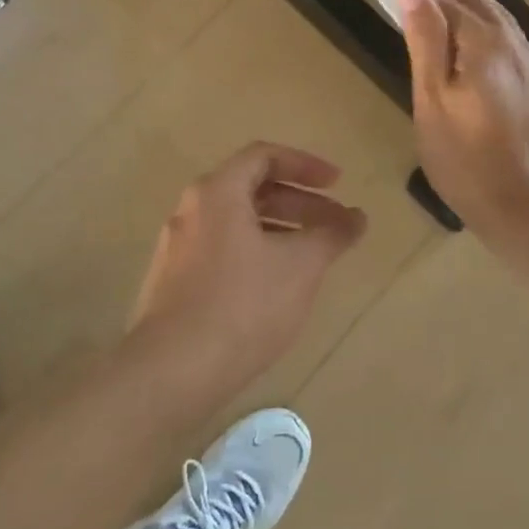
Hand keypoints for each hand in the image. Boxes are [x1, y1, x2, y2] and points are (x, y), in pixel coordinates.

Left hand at [129, 142, 367, 397]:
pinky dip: (256, 251)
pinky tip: (277, 285)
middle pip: (252, 189)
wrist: (171, 372)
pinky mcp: (173, 281)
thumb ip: (332, 235)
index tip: (338, 184)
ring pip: (237, 222)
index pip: (264, 156)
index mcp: (217, 192)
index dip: (306, 165)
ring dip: (280, 229)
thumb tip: (357, 217)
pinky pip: (222, 249)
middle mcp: (191, 209)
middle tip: (336, 224)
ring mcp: (177, 246)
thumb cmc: (242, 306)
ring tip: (314, 256)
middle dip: (300, 203)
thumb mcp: (300, 266)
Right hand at [397, 0, 528, 249]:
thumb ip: (425, 35)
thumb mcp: (432, 95)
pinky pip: (511, 38)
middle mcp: (512, 44)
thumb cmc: (465, 155)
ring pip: (500, 18)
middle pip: (480, 1)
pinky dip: (493, 22)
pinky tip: (488, 30)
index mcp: (483, 42)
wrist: (525, 205)